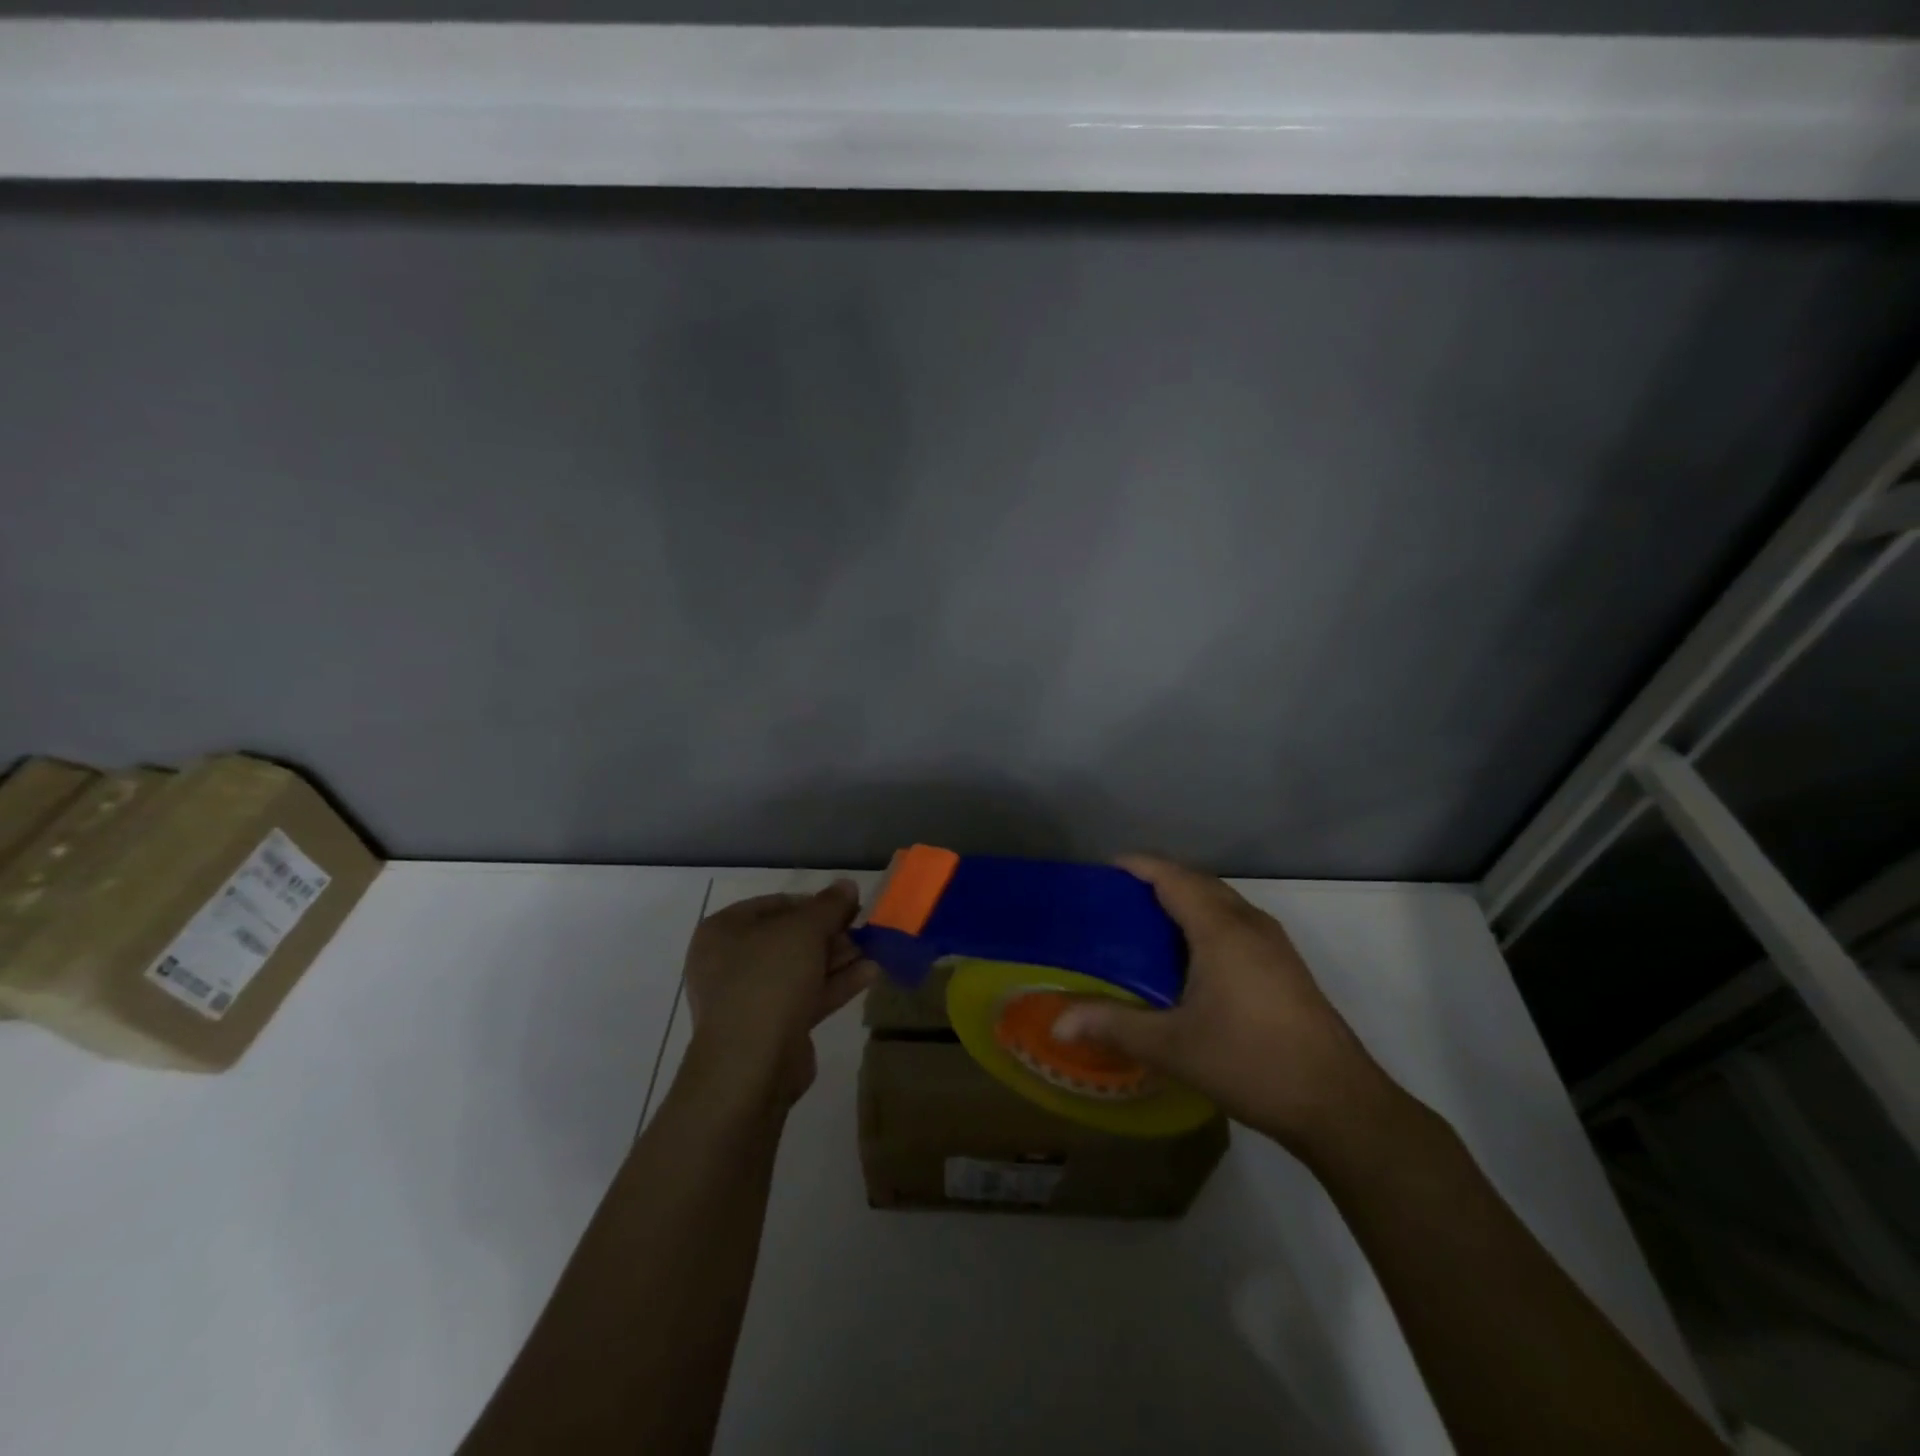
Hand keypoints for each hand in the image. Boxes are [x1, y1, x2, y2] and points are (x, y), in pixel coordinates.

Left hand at [680, 882, 878, 1112]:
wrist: (751, 1065)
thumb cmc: (769, 981)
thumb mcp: (804, 931)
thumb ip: (829, 905)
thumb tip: (847, 885)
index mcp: (723, 931)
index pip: (775, 904)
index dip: (814, 902)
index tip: (848, 906)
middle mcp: (730, 962)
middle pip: (789, 938)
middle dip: (831, 933)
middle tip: (864, 928)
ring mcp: (749, 997)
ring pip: (800, 968)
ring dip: (838, 958)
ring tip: (876, 948)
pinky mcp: (771, 1027)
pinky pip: (806, 996)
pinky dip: (835, 984)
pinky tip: (871, 973)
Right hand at [1053, 857, 1403, 1155]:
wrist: (1339, 1105)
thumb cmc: (1251, 1062)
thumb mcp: (1172, 1046)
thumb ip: (1113, 1026)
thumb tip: (1057, 1022)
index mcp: (1220, 929)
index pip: (1173, 877)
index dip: (1138, 866)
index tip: (1104, 869)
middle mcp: (1249, 924)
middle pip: (1199, 883)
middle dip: (1158, 880)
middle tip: (1117, 900)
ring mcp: (1274, 945)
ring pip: (1222, 904)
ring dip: (1185, 901)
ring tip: (1147, 924)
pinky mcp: (1286, 968)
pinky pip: (1236, 924)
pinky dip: (1206, 923)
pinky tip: (1190, 959)